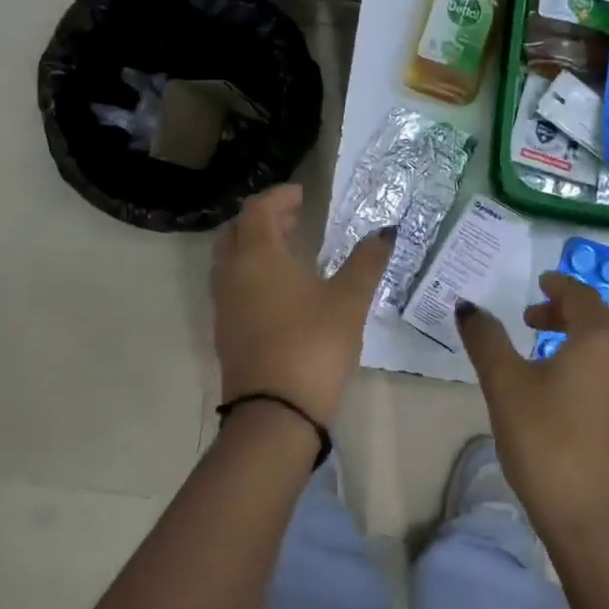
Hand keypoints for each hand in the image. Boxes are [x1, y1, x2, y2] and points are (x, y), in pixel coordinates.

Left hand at [212, 183, 392, 424]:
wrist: (275, 412)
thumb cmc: (313, 344)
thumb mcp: (349, 300)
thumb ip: (366, 262)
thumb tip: (385, 232)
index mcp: (257, 256)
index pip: (258, 209)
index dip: (279, 196)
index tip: (303, 195)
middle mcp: (232, 274)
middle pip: (238, 230)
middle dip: (264, 218)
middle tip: (295, 217)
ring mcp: (224, 305)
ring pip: (231, 260)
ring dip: (255, 246)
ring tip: (289, 249)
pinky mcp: (225, 331)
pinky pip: (233, 286)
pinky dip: (252, 273)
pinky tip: (280, 290)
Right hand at [455, 273, 608, 545]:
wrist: (596, 521)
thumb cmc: (547, 441)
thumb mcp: (506, 385)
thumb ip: (486, 340)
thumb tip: (468, 306)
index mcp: (597, 340)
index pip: (582, 295)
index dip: (559, 284)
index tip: (539, 282)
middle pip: (594, 320)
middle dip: (562, 311)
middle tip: (529, 317)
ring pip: (599, 350)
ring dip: (569, 339)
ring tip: (534, 352)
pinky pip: (600, 376)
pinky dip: (577, 365)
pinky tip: (551, 392)